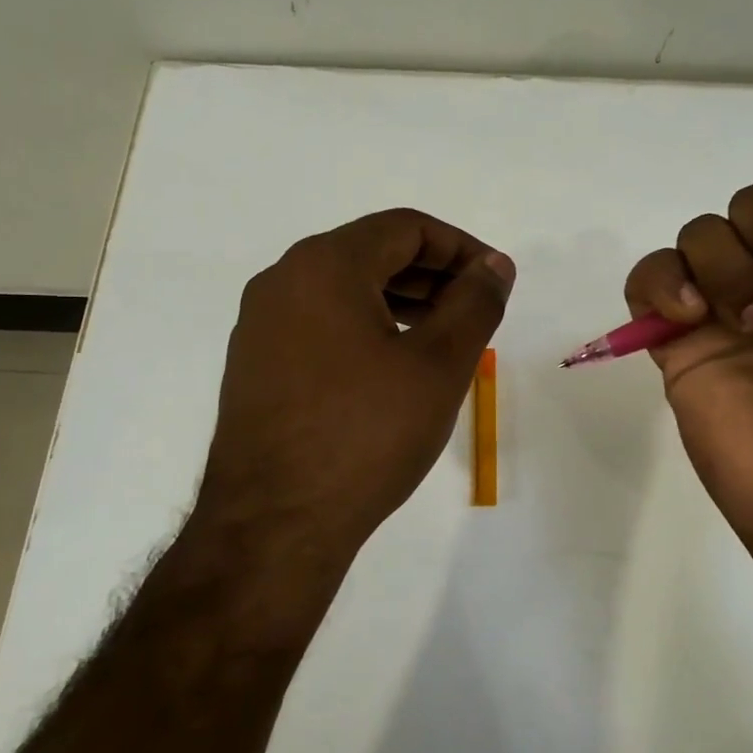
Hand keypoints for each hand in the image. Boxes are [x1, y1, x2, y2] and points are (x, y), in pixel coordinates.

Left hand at [185, 209, 513, 625]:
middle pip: (372, 254)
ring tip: (445, 338)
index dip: (462, 247)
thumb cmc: (366, 434)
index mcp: (323, 265)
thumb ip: (475, 303)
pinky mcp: (256, 367)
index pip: (406, 227)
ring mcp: (261, 326)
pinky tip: (395, 368)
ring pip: (345, 291)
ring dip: (402, 303)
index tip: (496, 281)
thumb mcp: (439, 364)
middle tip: (477, 311)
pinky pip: (322, 325)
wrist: (275, 525)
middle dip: (434, 275)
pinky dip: (367, 329)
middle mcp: (283, 282)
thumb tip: (495, 265)